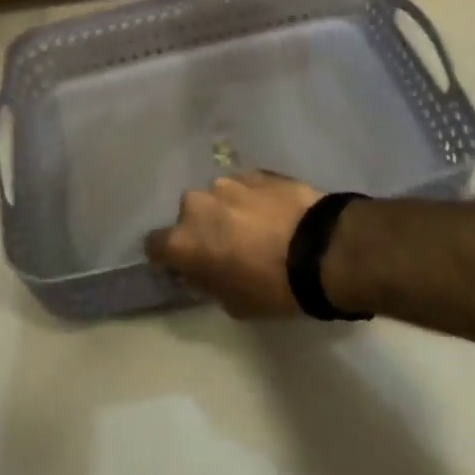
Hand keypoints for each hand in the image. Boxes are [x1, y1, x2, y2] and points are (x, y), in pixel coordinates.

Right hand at [144, 171, 322, 318]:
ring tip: (255, 226)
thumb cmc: (271, 286)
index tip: (184, 265)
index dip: (167, 256)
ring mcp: (228, 182)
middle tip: (226, 246)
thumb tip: (201, 271)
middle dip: (203, 228)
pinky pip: (245, 187)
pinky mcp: (257, 171)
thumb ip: (207, 282)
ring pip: (218, 197)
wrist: (320, 248)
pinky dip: (253, 198)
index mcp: (184, 240)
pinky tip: (274, 213)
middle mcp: (197, 203)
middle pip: (189, 216)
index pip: (154, 245)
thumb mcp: (232, 303)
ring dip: (228, 210)